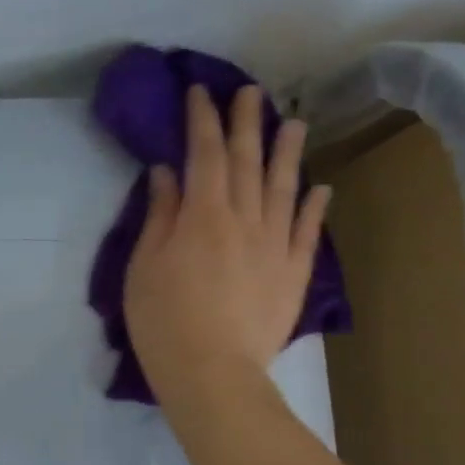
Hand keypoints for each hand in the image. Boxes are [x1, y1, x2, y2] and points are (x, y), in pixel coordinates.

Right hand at [124, 84, 330, 415]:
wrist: (212, 372)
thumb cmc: (163, 320)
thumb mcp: (145, 265)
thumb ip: (160, 215)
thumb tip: (167, 173)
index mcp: (203, 215)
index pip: (205, 155)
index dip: (202, 121)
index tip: (200, 92)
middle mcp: (245, 219)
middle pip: (248, 162)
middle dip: (246, 123)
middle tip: (249, 92)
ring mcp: (275, 245)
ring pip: (284, 188)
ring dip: (287, 153)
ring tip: (293, 123)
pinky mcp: (293, 274)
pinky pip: (308, 232)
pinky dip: (315, 206)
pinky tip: (319, 187)